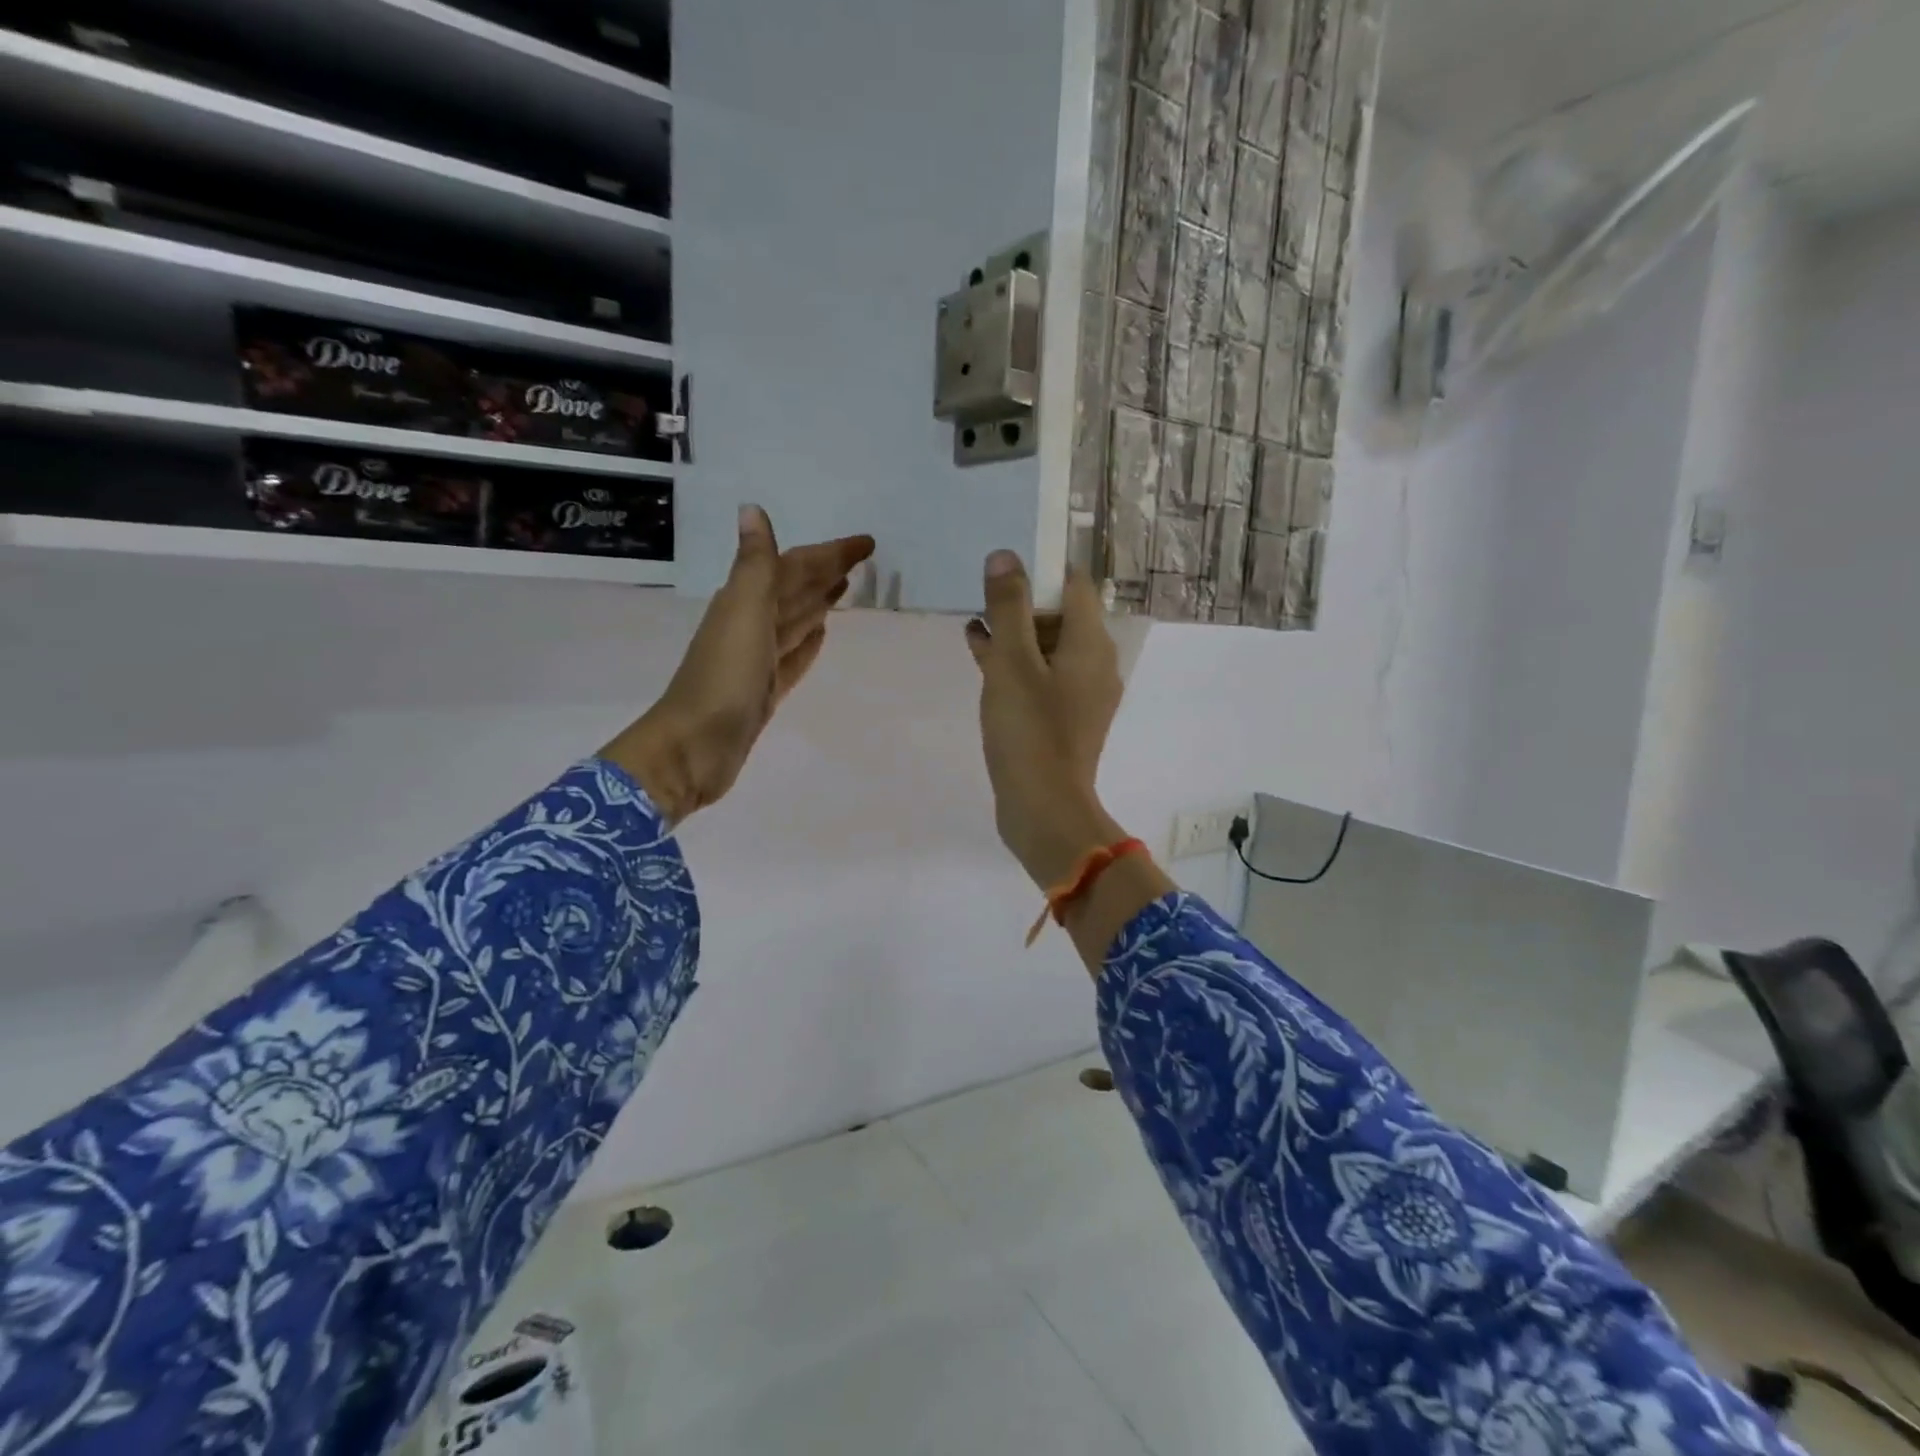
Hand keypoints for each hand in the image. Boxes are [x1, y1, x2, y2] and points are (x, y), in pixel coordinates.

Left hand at [604, 506, 874, 822]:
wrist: (695, 747)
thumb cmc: (723, 677)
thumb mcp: (743, 613)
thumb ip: (755, 565)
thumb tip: (752, 508)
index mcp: (746, 602)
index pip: (794, 566)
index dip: (829, 552)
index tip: (867, 543)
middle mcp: (751, 625)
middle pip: (796, 590)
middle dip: (826, 572)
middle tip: (864, 560)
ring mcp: (757, 660)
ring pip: (795, 621)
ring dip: (818, 602)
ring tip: (846, 588)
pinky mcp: (764, 690)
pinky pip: (793, 657)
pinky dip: (808, 643)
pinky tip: (822, 635)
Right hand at [965, 550, 1127, 887]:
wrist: (1045, 810)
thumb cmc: (1029, 731)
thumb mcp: (1011, 662)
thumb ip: (1008, 607)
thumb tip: (1005, 556)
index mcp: (1091, 643)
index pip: (1073, 583)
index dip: (1039, 569)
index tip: (1003, 568)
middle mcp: (1095, 663)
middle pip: (1061, 615)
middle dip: (1021, 603)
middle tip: (981, 597)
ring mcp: (1082, 694)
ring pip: (1048, 647)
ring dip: (1014, 634)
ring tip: (973, 625)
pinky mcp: (1066, 719)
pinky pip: (1043, 677)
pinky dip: (1017, 665)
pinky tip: (981, 658)